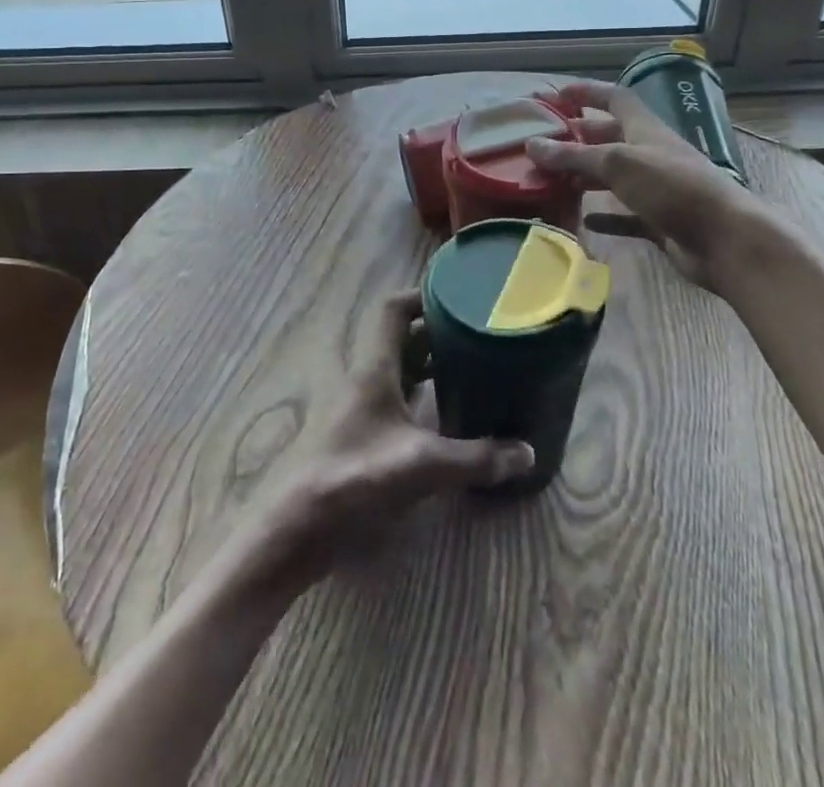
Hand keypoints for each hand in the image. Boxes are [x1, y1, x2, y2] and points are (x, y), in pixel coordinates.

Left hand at [264, 291, 534, 587]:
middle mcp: (363, 377)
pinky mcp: (355, 433)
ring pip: (395, 368)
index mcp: (374, 367)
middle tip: (475, 336)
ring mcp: (356, 405)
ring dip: (426, 364)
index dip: (423, 296)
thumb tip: (527, 452)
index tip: (460, 298)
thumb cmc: (355, 478)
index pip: (393, 310)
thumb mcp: (422, 466)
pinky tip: (442, 415)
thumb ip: (475, 458)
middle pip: (399, 338)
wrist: (296, 526)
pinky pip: (391, 398)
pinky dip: (416, 395)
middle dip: (435, 332)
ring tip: (467, 369)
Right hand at [527, 78, 784, 295]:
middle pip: (608, 138)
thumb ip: (574, 155)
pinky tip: (583, 220)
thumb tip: (531, 144)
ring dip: (584, 177)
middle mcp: (650, 153)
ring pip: (613, 177)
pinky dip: (605, 215)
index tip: (556, 95)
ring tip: (550, 183)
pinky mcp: (659, 220)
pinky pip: (625, 214)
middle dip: (576, 139)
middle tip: (540, 147)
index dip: (587, 91)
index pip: (614, 97)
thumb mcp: (618, 163)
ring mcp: (656, 188)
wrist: (725, 239)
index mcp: (644, 128)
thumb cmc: (672, 187)